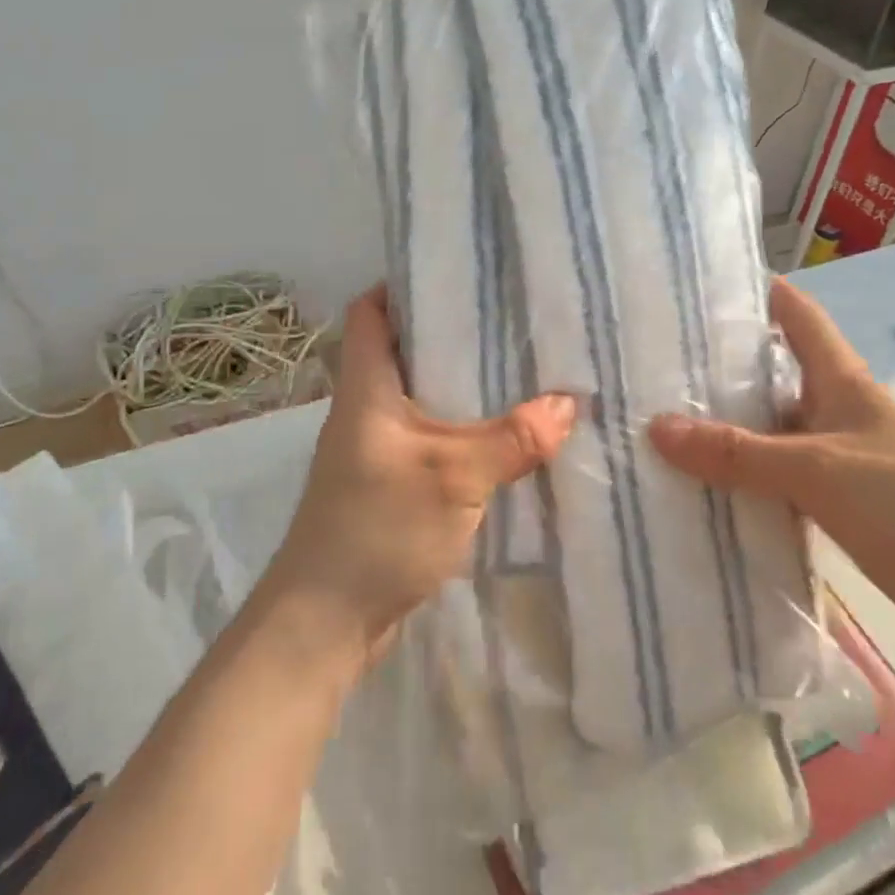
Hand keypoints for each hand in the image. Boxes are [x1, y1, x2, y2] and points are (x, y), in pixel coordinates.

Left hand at [268, 285, 576, 663]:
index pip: (370, 312)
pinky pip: (433, 442)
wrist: (326, 620)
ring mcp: (378, 450)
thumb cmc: (378, 528)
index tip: (458, 274)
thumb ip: (512, 438)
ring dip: (466, 390)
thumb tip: (568, 404)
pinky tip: (509, 439)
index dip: (403, 285)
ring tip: (524, 373)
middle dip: (455, 337)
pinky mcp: (392, 485)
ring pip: (425, 400)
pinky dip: (466, 434)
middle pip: (407, 352)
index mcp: (366, 387)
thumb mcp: (453, 476)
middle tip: (514, 322)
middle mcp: (367, 410)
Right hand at [649, 278, 894, 649]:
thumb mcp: (817, 468)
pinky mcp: (841, 506)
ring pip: (772, 433)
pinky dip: (745, 480)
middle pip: (774, 378)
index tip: (707, 283)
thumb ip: (736, 451)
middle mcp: (839, 412)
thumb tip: (655, 428)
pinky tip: (706, 486)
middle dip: (721, 370)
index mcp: (844, 383)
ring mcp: (841, 460)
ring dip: (728, 432)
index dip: (761, 293)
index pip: (800, 318)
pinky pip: (779, 481)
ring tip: (665, 424)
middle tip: (657, 365)